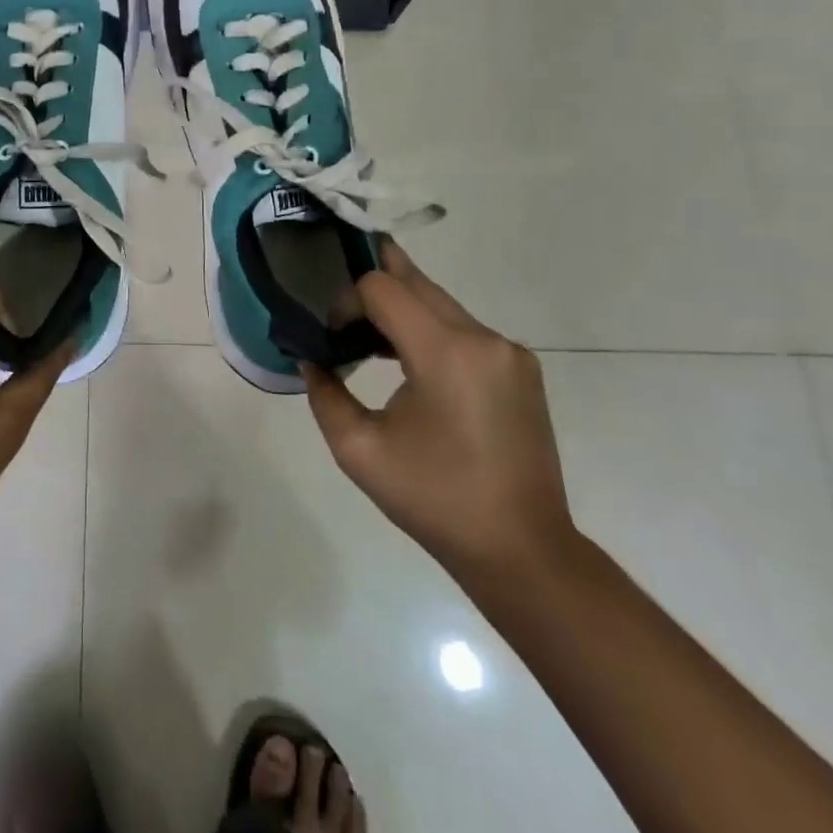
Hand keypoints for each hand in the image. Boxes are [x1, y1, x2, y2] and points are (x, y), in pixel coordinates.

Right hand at [303, 240, 575, 580]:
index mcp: (445, 353)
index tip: (332, 338)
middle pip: (415, 282)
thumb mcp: (359, 450)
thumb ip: (324, 393)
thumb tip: (311, 360)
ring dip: (400, 309)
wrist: (522, 550)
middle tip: (340, 308)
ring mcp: (509, 351)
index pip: (382, 288)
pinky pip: (463, 328)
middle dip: (372, 289)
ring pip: (440, 302)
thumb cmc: (435, 500)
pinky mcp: (521, 368)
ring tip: (367, 338)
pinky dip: (429, 329)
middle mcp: (483, 338)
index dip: (347, 302)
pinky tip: (408, 362)